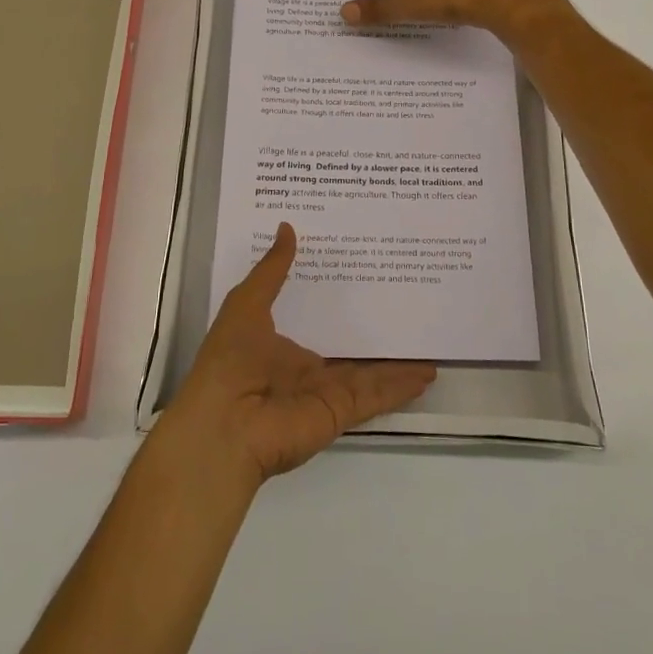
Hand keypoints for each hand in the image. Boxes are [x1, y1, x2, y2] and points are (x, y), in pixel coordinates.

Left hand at [160, 224, 436, 485]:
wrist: (224, 426)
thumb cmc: (230, 360)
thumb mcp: (246, 303)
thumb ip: (272, 270)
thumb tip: (287, 227)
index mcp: (281, 346)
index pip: (318, 319)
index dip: (339, 301)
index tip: (364, 275)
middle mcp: (307, 370)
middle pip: (350, 349)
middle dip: (375, 332)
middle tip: (406, 305)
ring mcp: (326, 392)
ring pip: (371, 373)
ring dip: (398, 363)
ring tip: (428, 343)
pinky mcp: (341, 411)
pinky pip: (377, 395)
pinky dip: (402, 386)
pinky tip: (427, 374)